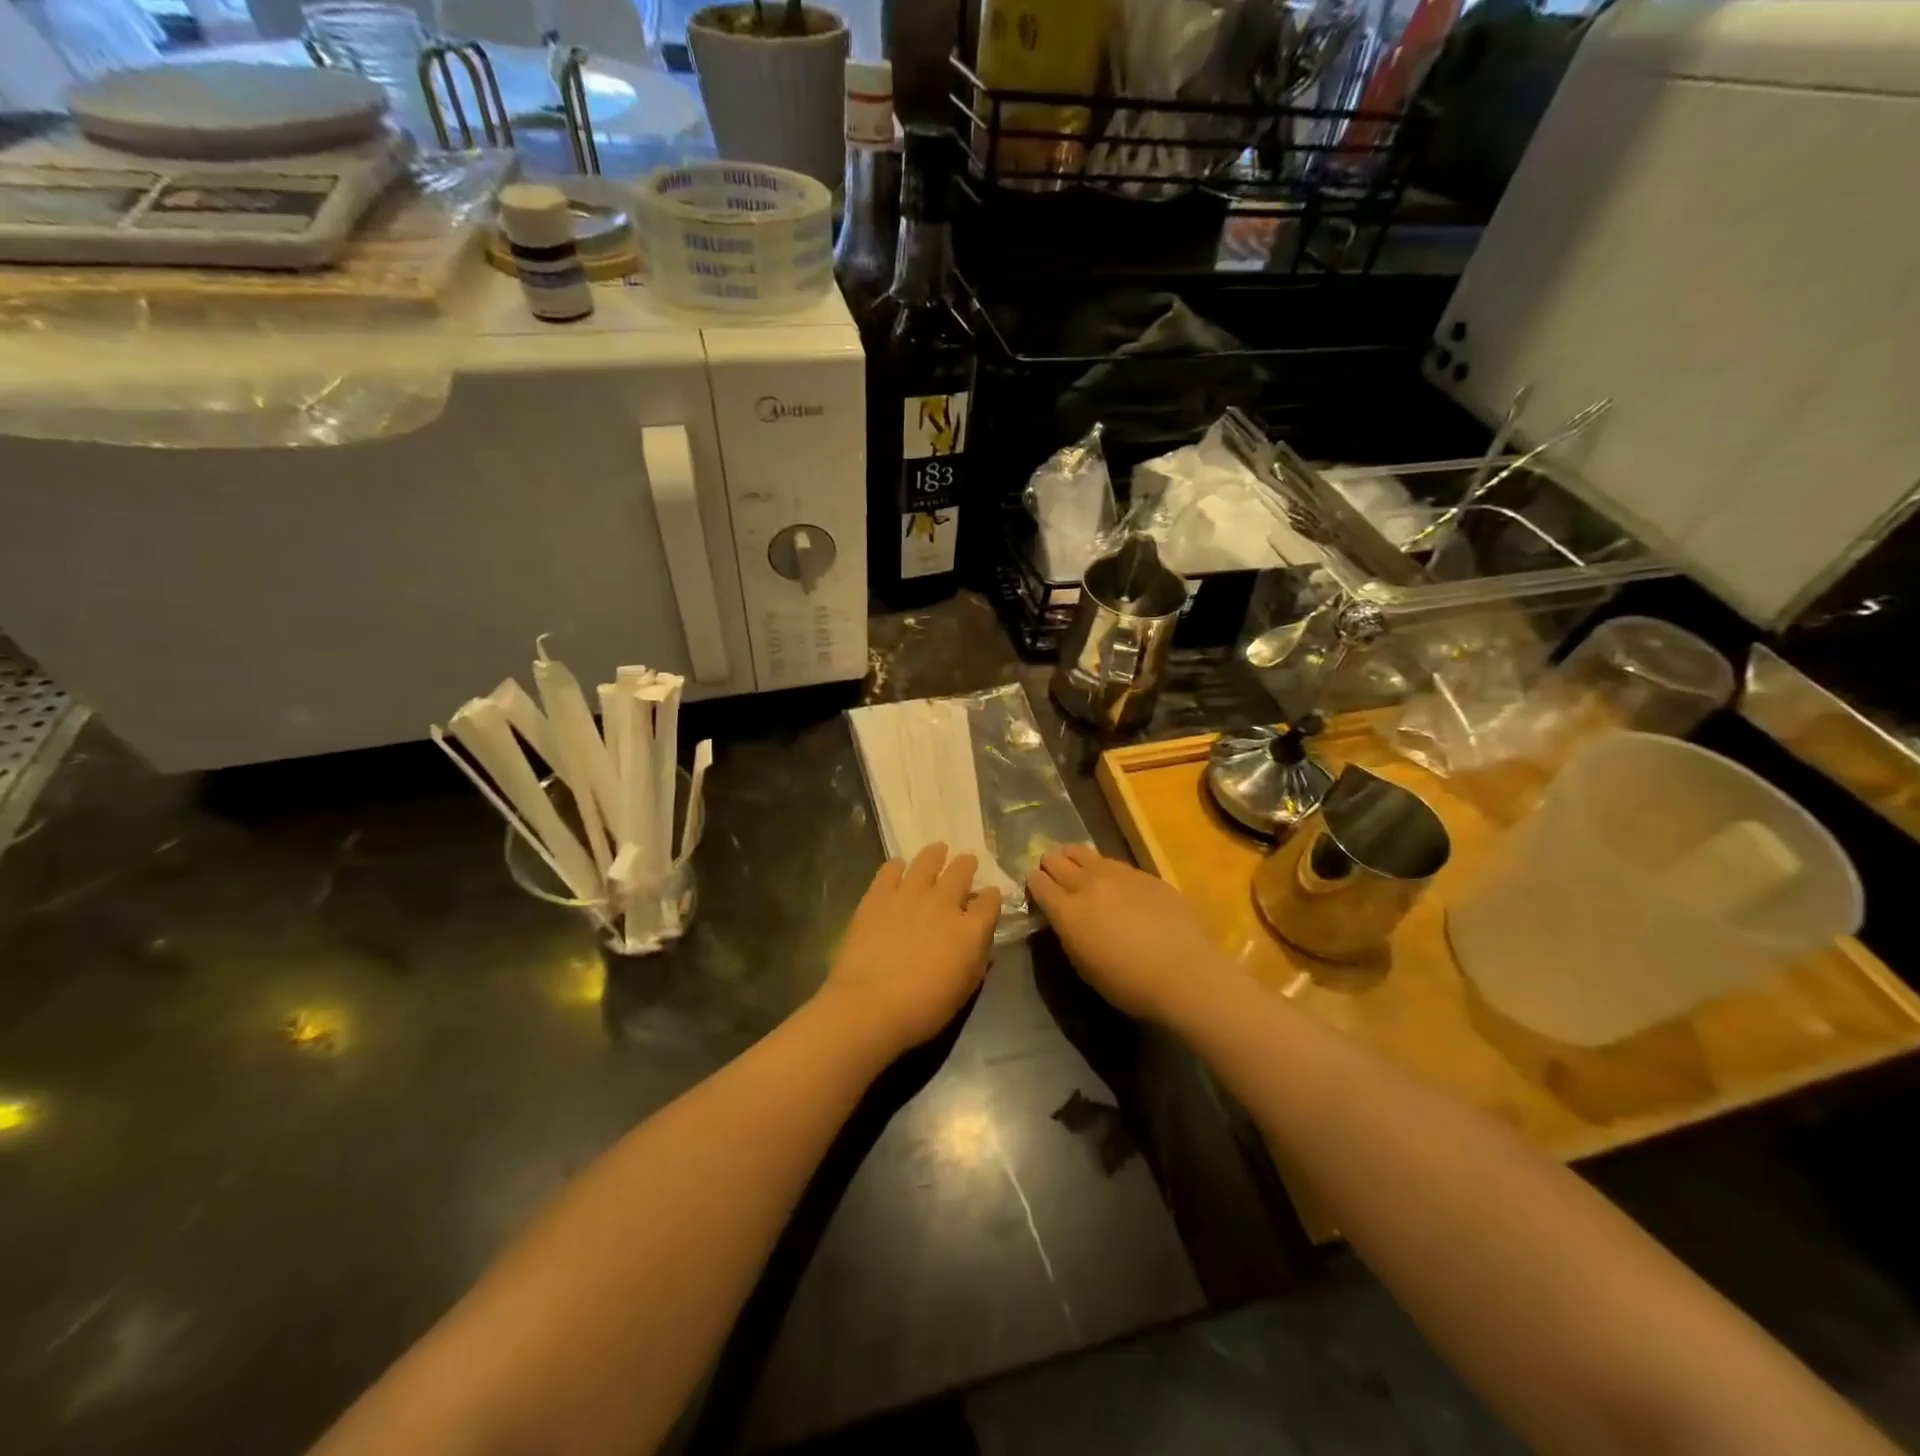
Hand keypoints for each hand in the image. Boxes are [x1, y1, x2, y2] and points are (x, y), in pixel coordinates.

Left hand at [817, 844, 1000, 1057]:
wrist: (869, 1005)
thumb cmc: (922, 1009)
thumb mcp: (963, 992)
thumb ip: (977, 963)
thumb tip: (982, 946)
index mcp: (970, 929)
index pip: (990, 901)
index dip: (991, 897)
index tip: (988, 896)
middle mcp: (944, 903)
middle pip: (961, 871)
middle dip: (967, 865)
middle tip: (966, 862)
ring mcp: (909, 894)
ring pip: (928, 861)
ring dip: (935, 854)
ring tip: (938, 850)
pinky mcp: (878, 895)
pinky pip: (890, 869)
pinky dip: (897, 866)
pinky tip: (897, 867)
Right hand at [1028, 845, 1228, 1024]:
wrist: (1185, 972)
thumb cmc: (1129, 983)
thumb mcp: (1084, 965)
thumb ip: (1068, 934)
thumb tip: (1065, 918)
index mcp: (1067, 911)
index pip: (1039, 883)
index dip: (1033, 883)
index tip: (1035, 885)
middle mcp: (1088, 884)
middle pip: (1057, 860)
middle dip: (1050, 864)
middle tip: (1051, 871)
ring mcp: (1118, 874)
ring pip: (1084, 852)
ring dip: (1074, 858)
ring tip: (1076, 865)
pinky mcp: (1144, 874)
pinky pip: (1113, 863)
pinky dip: (1104, 868)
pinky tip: (1111, 879)